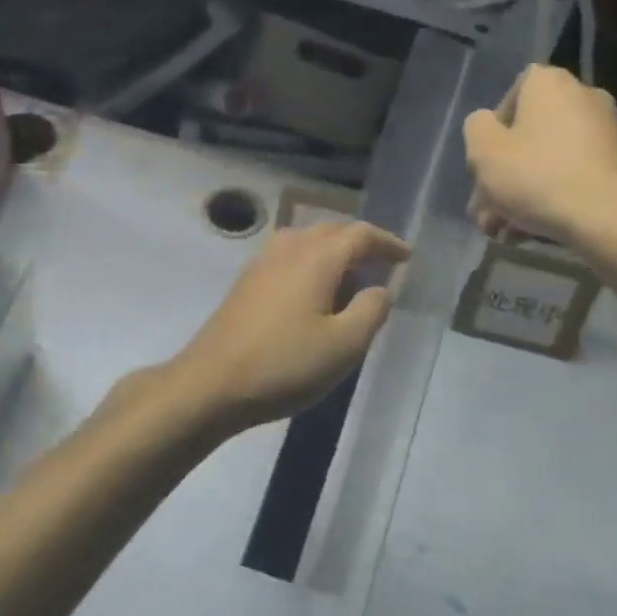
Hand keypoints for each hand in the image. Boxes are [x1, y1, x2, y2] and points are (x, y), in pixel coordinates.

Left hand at [168, 221, 410, 433]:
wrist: (210, 384)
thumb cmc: (284, 364)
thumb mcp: (344, 345)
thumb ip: (371, 310)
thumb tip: (379, 289)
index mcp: (317, 258)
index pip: (360, 235)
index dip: (387, 243)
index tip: (406, 257)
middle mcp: (289, 249)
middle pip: (332, 231)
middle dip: (360, 244)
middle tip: (381, 267)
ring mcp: (262, 264)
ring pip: (306, 242)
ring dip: (333, 252)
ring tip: (349, 279)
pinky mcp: (246, 283)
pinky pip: (288, 257)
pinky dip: (310, 264)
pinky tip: (312, 293)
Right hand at [463, 65, 616, 271]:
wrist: (613, 222)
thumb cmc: (539, 178)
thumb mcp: (484, 152)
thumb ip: (476, 129)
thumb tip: (489, 126)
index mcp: (551, 84)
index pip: (511, 96)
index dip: (492, 134)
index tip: (485, 167)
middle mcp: (585, 98)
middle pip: (530, 137)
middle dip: (503, 177)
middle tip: (487, 214)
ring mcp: (611, 133)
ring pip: (552, 162)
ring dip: (524, 195)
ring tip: (506, 233)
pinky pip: (578, 177)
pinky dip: (556, 198)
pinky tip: (537, 233)